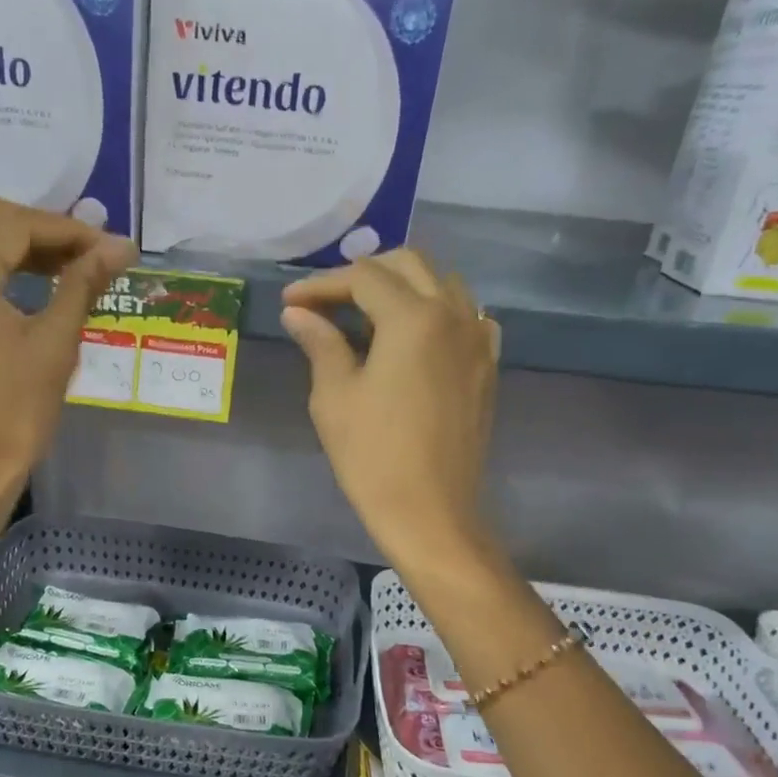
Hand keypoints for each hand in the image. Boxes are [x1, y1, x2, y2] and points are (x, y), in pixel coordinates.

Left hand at [0, 196, 133, 512]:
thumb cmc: (16, 411)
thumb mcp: (56, 343)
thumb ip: (83, 283)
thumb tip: (121, 246)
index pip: (14, 224)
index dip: (67, 229)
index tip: (110, 247)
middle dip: (40, 229)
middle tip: (87, 254)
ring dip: (17, 242)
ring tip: (67, 267)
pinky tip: (31, 280)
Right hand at [281, 251, 499, 571]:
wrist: (430, 511)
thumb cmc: (373, 456)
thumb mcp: (334, 397)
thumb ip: (320, 343)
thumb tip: (298, 314)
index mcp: (412, 318)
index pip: (363, 278)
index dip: (321, 285)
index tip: (291, 303)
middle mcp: (453, 314)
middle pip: (408, 265)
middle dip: (363, 274)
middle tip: (326, 300)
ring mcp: (477, 339)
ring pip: (442, 284)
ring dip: (402, 286)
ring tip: (366, 312)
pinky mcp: (486, 366)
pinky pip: (467, 316)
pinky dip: (438, 311)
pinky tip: (416, 334)